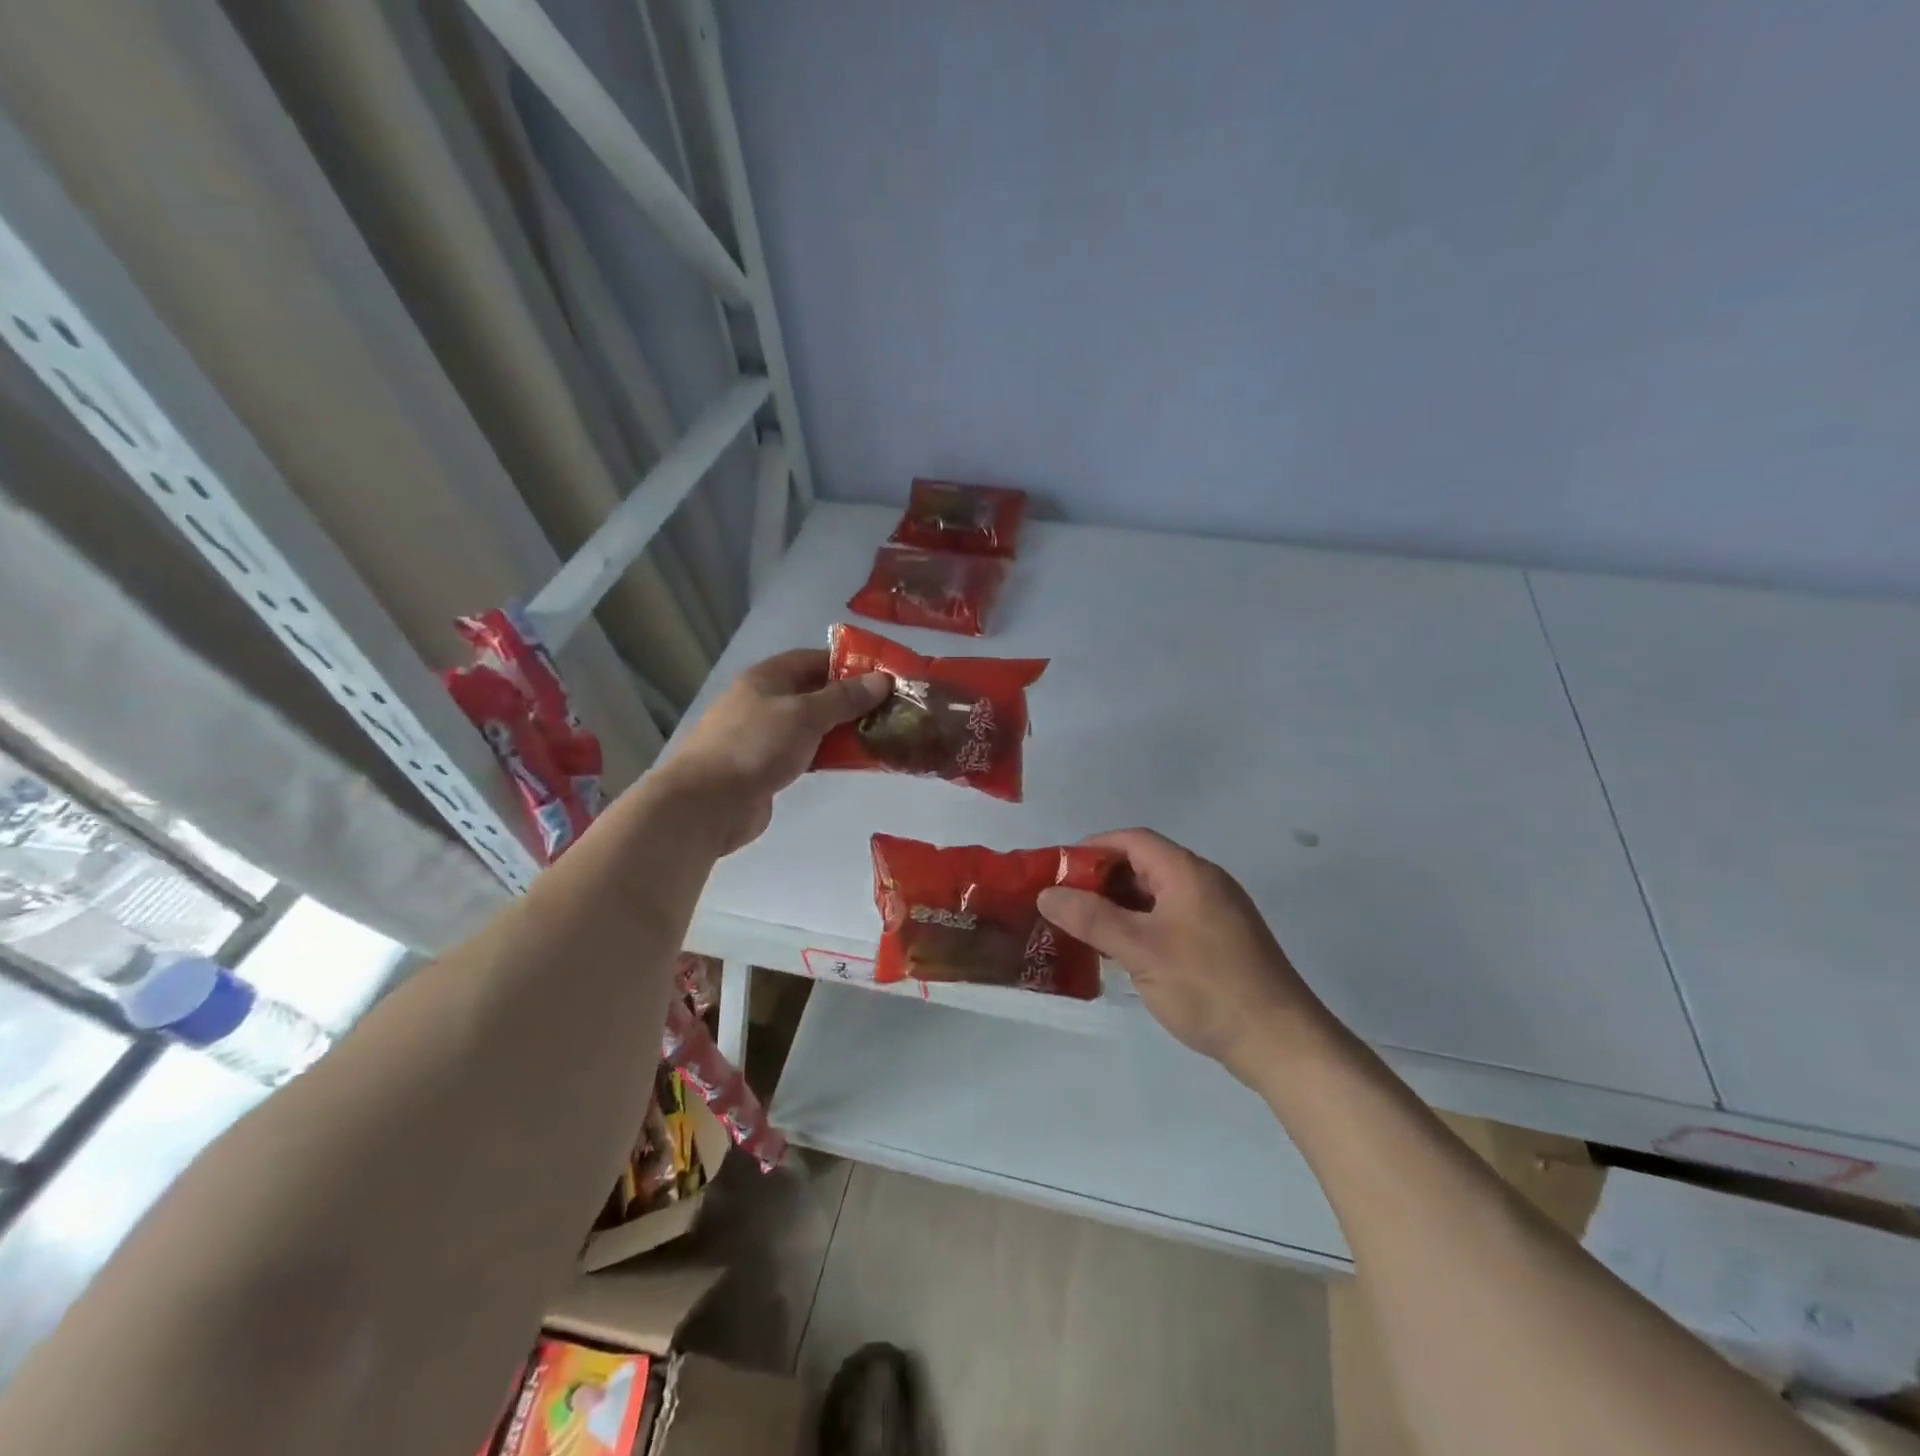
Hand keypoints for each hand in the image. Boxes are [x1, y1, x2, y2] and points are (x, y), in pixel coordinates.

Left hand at [661, 649, 888, 852]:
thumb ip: (844, 698)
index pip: (813, 659)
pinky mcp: (767, 768)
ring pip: (812, 726)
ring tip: (882, 734)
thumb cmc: (755, 746)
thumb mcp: (805, 715)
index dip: (847, 663)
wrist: (707, 804)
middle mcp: (765, 702)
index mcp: (767, 678)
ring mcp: (764, 736)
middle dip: (851, 700)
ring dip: (843, 730)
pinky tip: (855, 761)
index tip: (882, 675)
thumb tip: (881, 680)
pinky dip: (829, 754)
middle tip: (890, 708)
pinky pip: (806, 753)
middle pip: (814, 693)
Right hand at [1037, 829, 1328, 1082]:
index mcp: (1187, 872)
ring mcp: (1215, 913)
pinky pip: (1170, 919)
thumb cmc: (1207, 986)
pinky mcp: (1220, 942)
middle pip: (1143, 865)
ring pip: (1156, 895)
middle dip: (1101, 880)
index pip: (1132, 840)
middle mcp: (1203, 883)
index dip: (1092, 848)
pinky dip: (1140, 926)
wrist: (1280, 1042)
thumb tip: (1047, 893)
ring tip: (1083, 928)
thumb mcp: (1141, 950)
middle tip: (1064, 903)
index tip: (1058, 869)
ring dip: (1119, 906)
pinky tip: (1121, 953)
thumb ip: (1091, 918)